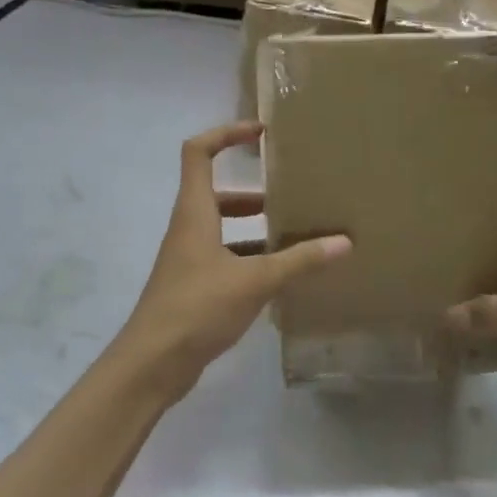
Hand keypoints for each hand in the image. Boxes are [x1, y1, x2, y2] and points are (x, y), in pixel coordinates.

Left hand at [115, 122, 350, 401]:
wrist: (151, 364)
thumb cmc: (197, 307)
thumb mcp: (255, 280)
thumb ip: (299, 261)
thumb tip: (344, 242)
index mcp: (195, 212)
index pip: (198, 152)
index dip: (226, 134)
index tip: (260, 133)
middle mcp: (188, 228)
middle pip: (215, 192)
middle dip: (251, 190)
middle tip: (290, 194)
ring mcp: (188, 259)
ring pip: (222, 228)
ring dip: (253, 227)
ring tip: (294, 233)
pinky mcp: (193, 286)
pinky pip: (225, 258)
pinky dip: (250, 258)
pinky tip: (279, 275)